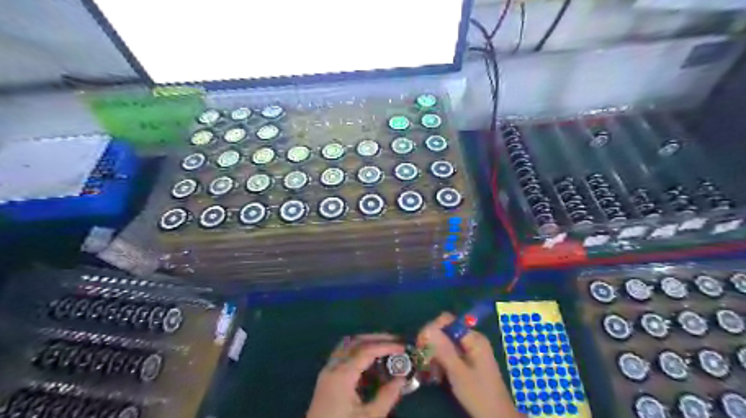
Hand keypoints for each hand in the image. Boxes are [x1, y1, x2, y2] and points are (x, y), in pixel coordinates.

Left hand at [307, 334, 405, 417]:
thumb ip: (387, 396)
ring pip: (347, 346)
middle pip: (355, 342)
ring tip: (384, 347)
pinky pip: (342, 355)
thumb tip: (402, 379)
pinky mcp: (326, 379)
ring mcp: (327, 372)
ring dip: (366, 343)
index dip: (386, 346)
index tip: (403, 347)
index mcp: (342, 374)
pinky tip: (369, 361)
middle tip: (395, 341)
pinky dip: (357, 351)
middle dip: (376, 339)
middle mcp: (333, 367)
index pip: (366, 350)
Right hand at [419, 312, 523, 417]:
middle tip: (423, 362)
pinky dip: (440, 362)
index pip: (447, 321)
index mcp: (473, 338)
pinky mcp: (466, 360)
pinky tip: (437, 375)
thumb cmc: (479, 395)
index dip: (432, 329)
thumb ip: (443, 350)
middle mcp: (471, 339)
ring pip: (444, 343)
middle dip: (432, 345)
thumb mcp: (458, 372)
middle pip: (444, 331)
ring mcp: (469, 350)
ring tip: (430, 372)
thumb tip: (427, 329)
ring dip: (434, 355)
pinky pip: (449, 353)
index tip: (420, 345)